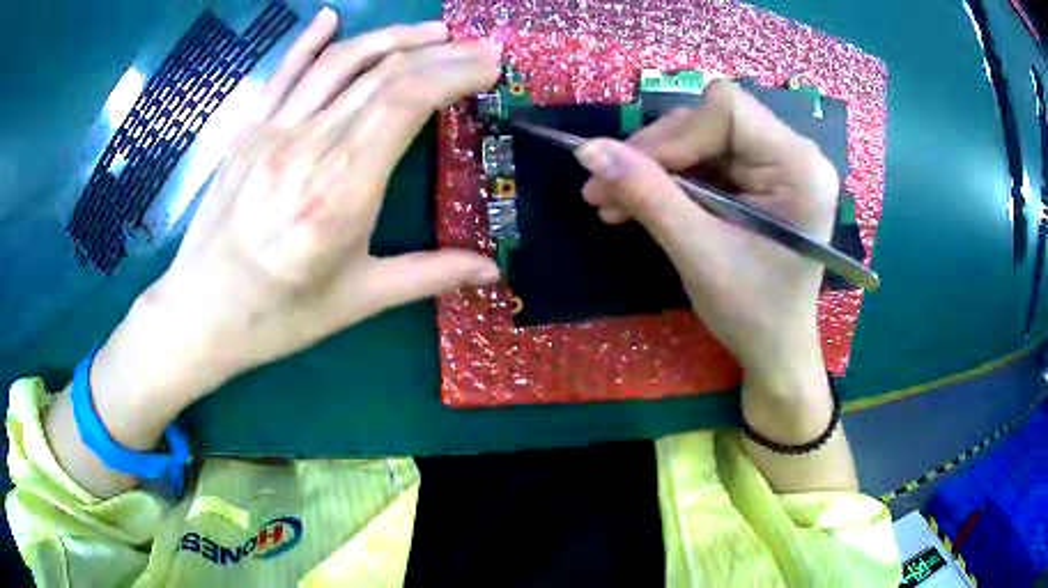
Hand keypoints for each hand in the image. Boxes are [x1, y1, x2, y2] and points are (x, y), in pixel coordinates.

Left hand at [101, 11, 500, 400]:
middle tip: (479, 48)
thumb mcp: (357, 301)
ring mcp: (271, 133)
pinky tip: (331, 17)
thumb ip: (428, 276)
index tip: (490, 65)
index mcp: (339, 193)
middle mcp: (307, 149)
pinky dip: (309, 41)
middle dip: (439, 52)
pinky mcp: (247, 133)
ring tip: (432, 31)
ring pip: (339, 63)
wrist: (199, 314)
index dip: (453, 72)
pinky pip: (282, 74)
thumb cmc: (277, 315)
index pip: (404, 102)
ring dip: (391, 37)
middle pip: (381, 75)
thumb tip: (493, 272)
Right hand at [573, 80, 837, 392]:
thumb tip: (587, 148)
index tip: (627, 171)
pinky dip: (666, 181)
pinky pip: (703, 161)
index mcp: (799, 167)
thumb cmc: (752, 313)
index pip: (727, 110)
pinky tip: (635, 203)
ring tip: (610, 201)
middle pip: (709, 121)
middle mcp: (794, 154)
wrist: (774, 351)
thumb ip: (646, 194)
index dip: (672, 135)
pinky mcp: (759, 180)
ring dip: (651, 168)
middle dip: (653, 154)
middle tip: (601, 188)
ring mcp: (777, 165)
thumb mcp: (697, 253)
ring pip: (698, 139)